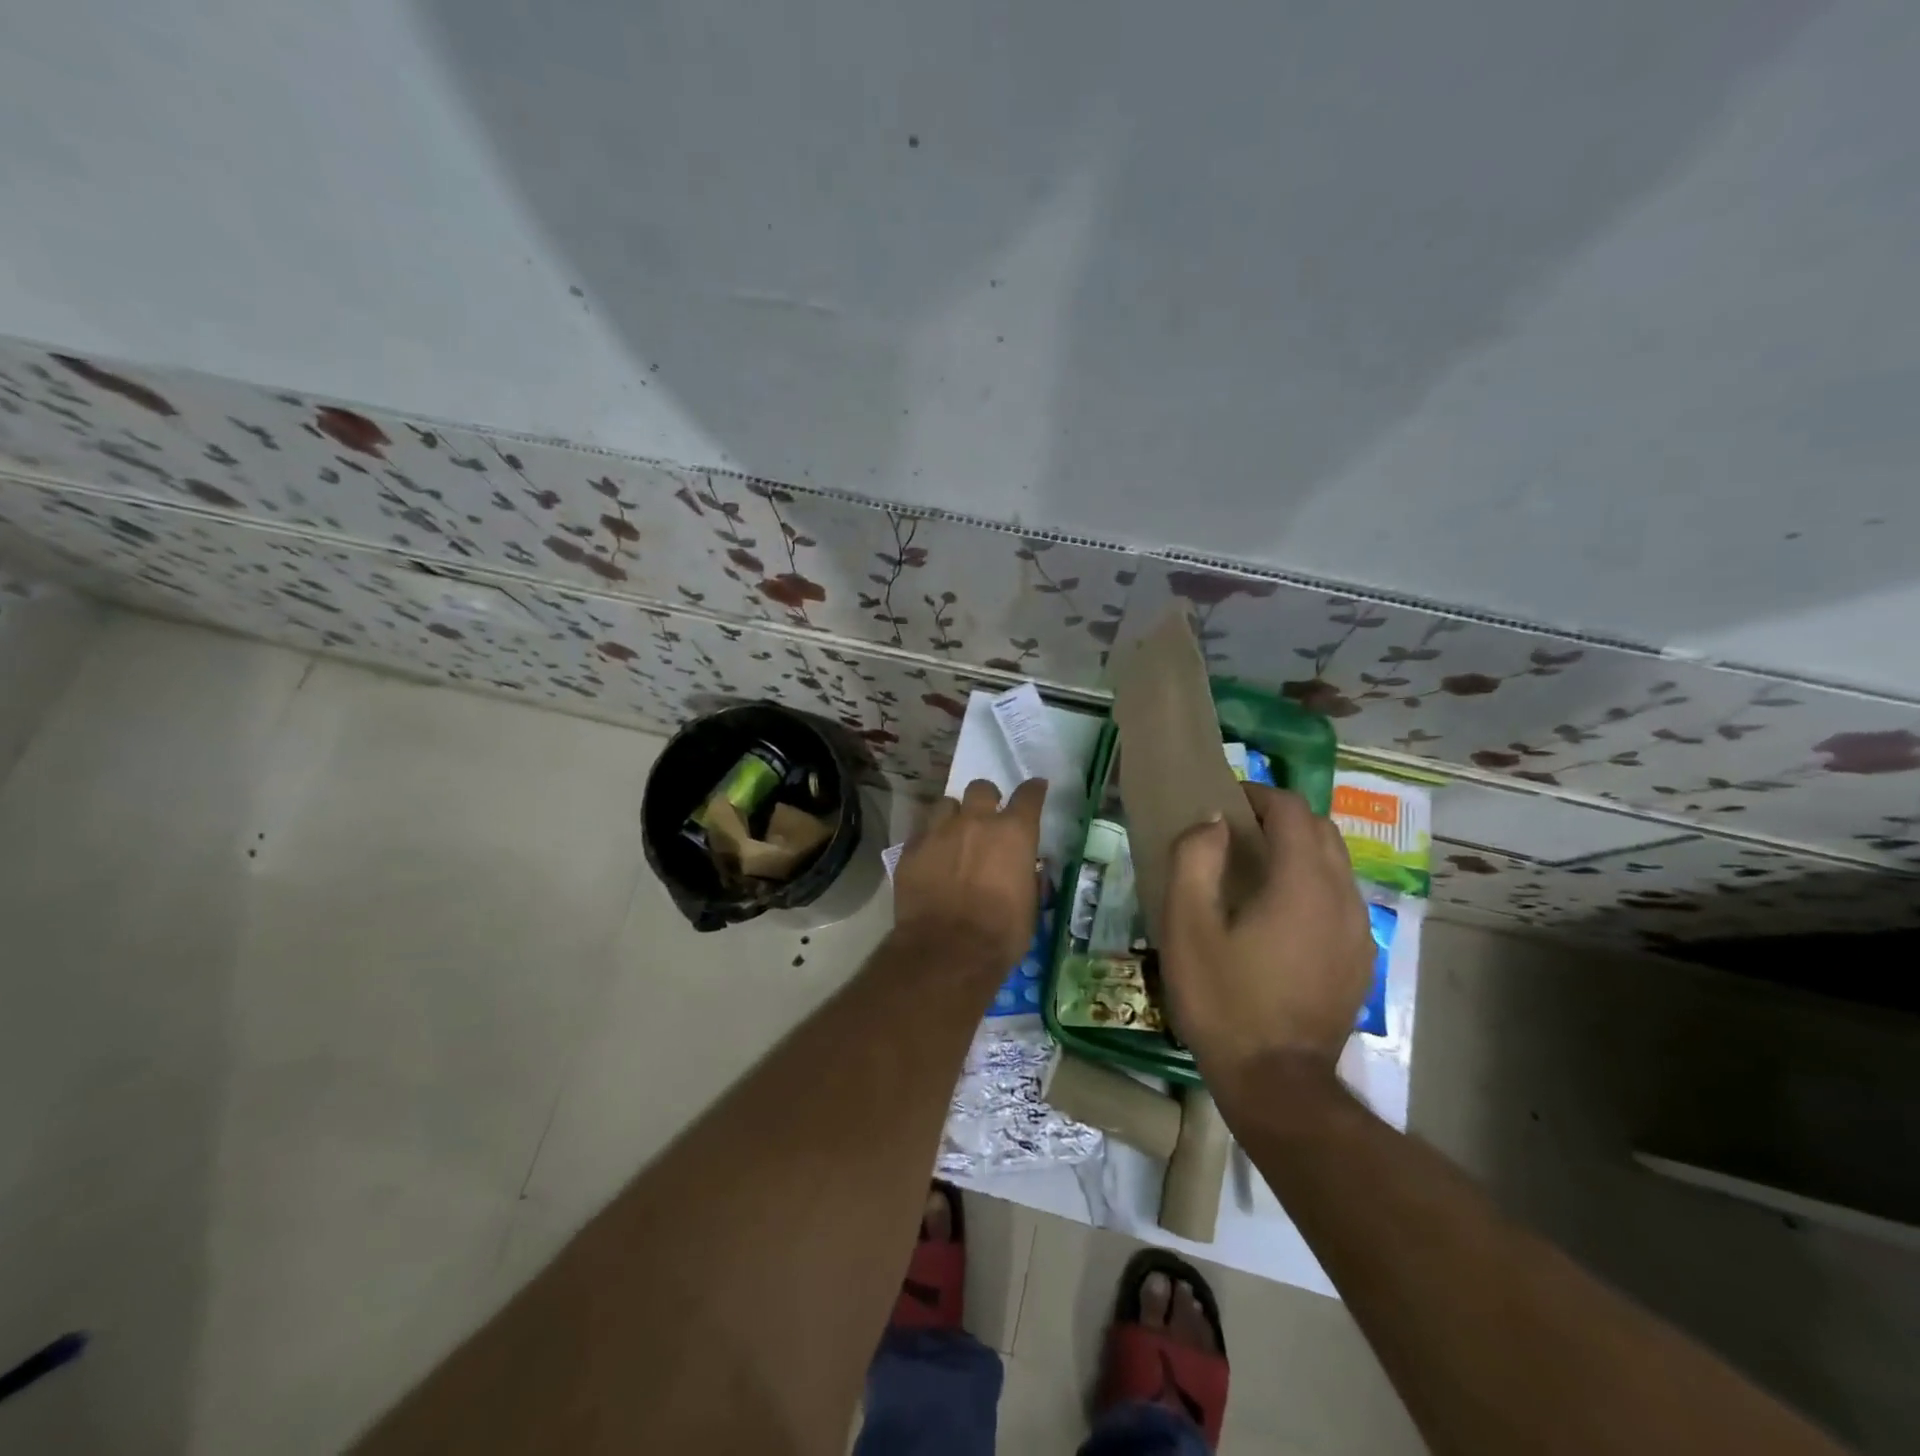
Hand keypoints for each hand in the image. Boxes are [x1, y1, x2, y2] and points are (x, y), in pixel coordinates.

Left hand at [893, 778, 1045, 971]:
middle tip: (986, 818)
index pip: (1028, 796)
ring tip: (953, 835)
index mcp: (1013, 833)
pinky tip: (930, 857)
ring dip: (953, 815)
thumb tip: (1021, 869)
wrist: (947, 951)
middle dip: (986, 799)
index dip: (1033, 790)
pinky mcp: (911, 848)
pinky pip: (921, 831)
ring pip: (946, 804)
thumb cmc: (1000, 934)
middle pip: (981, 788)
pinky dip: (929, 839)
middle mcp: (976, 821)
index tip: (1035, 788)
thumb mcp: (1028, 904)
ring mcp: (939, 831)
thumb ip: (1024, 875)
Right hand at [1160, 783, 1373, 1085]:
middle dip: (1281, 817)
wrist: (1277, 1084)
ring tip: (1256, 871)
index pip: (1292, 810)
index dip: (1258, 794)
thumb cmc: (1223, 1000)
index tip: (1225, 802)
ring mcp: (1358, 931)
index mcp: (1302, 883)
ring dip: (1299, 850)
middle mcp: (1342, 897)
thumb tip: (1212, 822)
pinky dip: (1312, 884)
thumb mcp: (1187, 926)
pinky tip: (1280, 916)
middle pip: (1321, 830)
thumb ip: (1195, 859)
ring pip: (1336, 864)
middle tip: (1237, 832)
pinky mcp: (1360, 959)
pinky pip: (1340, 899)